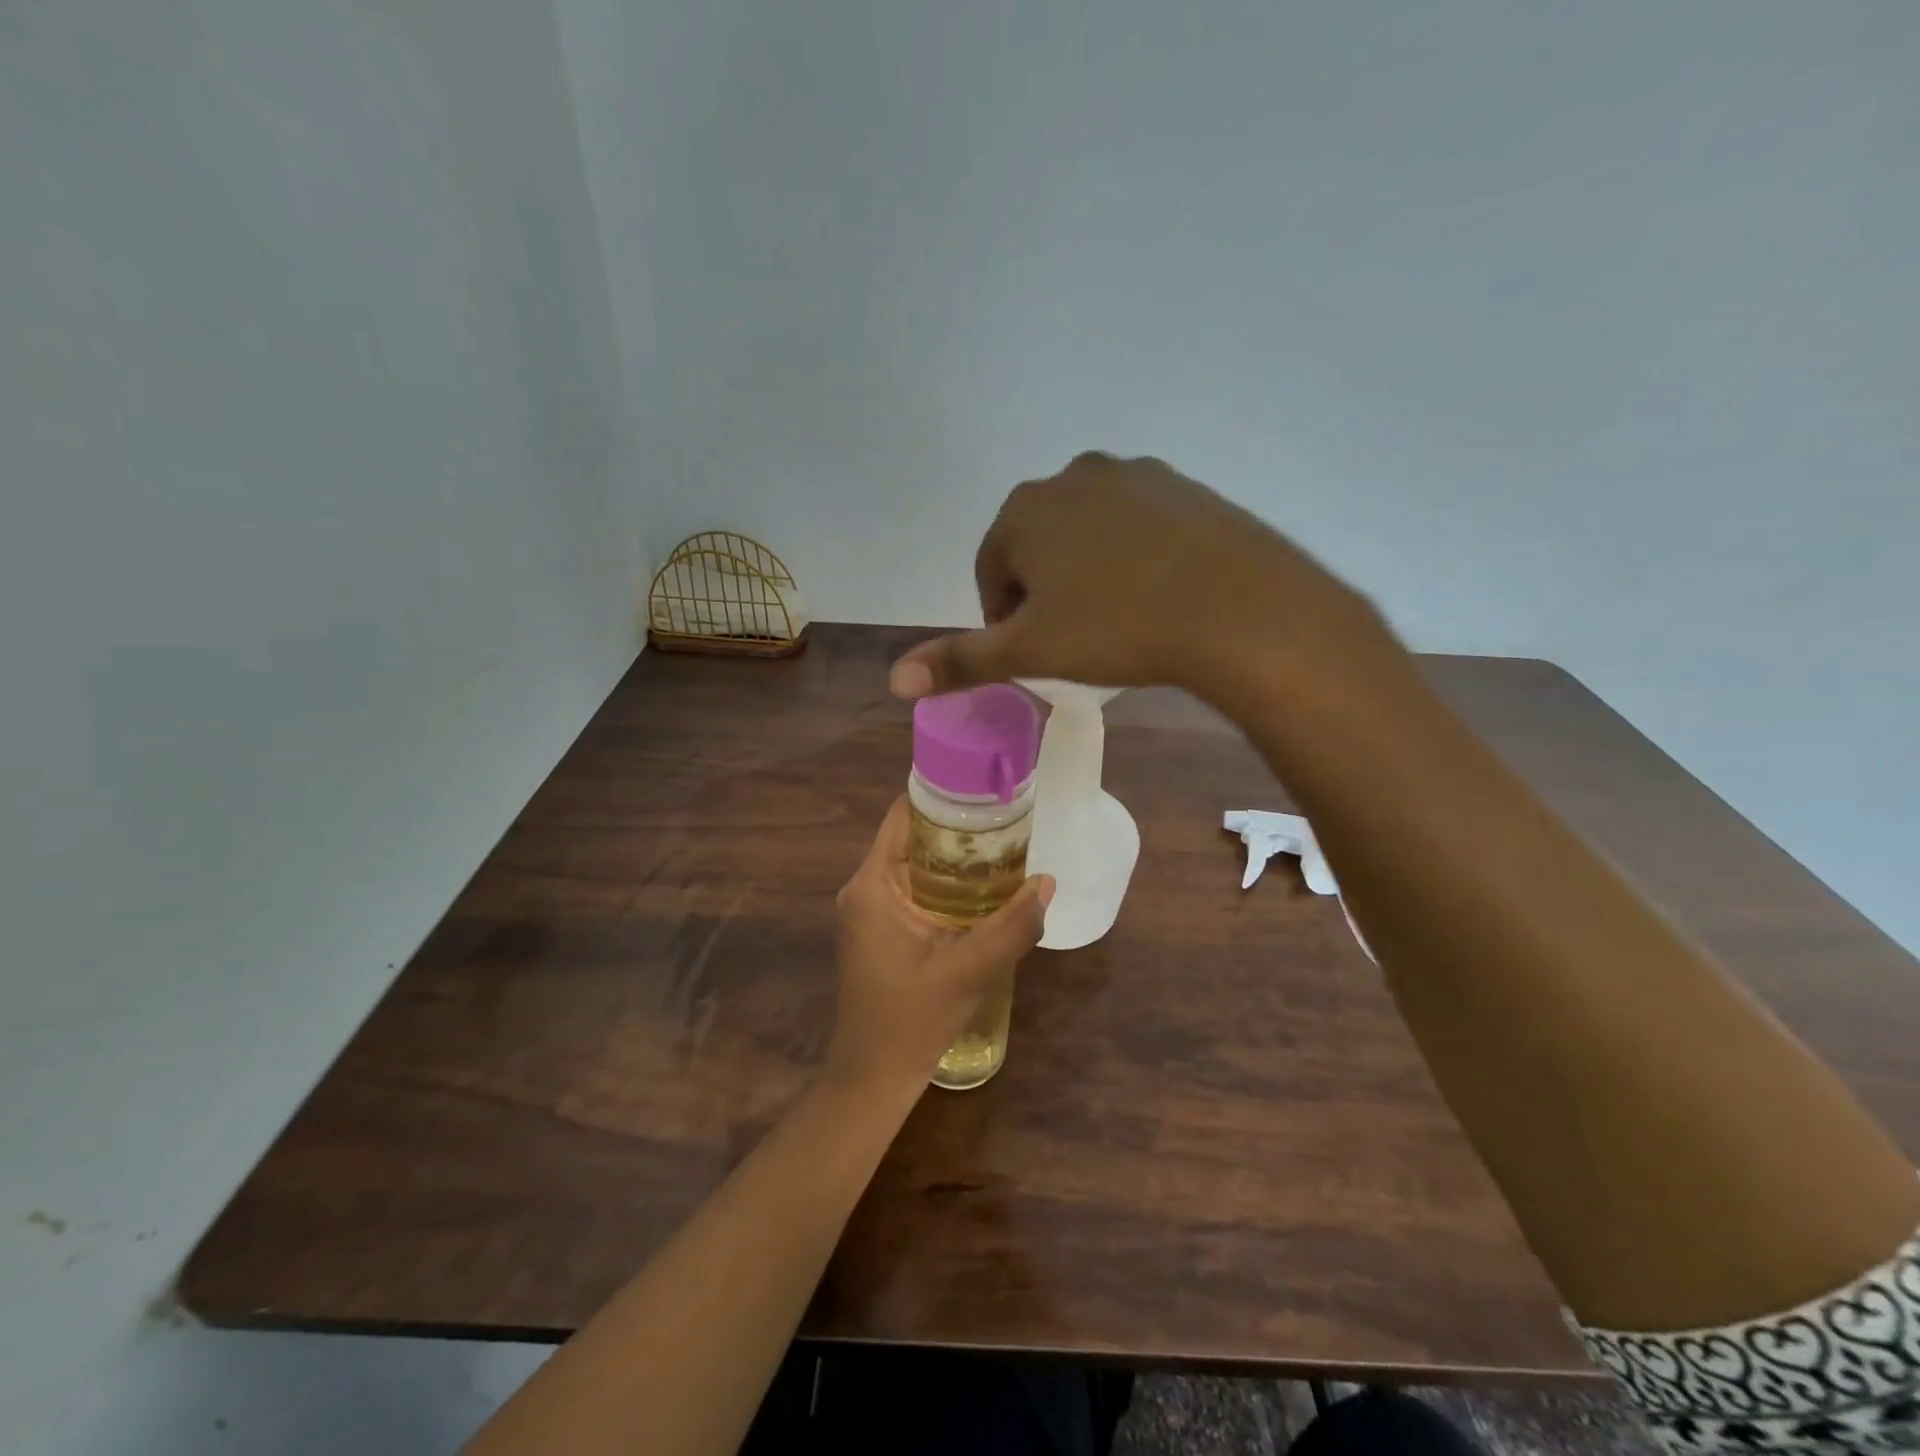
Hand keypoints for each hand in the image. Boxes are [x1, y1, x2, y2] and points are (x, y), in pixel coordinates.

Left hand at [825, 798, 1051, 1097]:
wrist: (873, 1077)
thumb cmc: (910, 1021)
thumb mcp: (968, 971)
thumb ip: (1011, 927)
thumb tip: (1048, 883)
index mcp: (872, 884)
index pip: (902, 816)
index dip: (941, 797)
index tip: (983, 790)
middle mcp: (865, 888)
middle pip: (911, 837)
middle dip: (956, 829)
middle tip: (1005, 822)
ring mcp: (871, 911)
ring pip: (915, 865)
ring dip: (954, 859)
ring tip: (1003, 849)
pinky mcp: (881, 931)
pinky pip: (914, 890)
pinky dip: (945, 885)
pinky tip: (982, 892)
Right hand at [887, 453, 1386, 706]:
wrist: (1235, 606)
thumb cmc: (1117, 627)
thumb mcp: (1030, 651)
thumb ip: (960, 661)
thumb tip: (894, 680)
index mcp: (1024, 511)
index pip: (992, 568)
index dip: (1004, 617)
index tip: (1032, 652)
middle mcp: (1072, 476)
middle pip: (1038, 545)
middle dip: (1045, 591)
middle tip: (1074, 640)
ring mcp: (1133, 475)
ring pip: (1088, 533)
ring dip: (1088, 572)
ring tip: (1118, 620)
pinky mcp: (1184, 487)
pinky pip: (1139, 526)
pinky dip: (1134, 557)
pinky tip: (1158, 595)